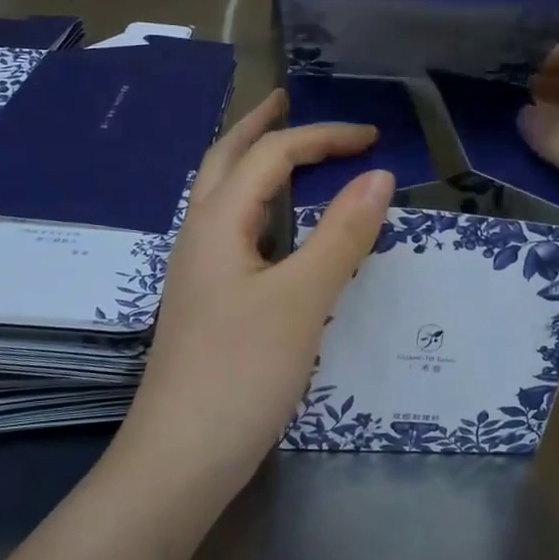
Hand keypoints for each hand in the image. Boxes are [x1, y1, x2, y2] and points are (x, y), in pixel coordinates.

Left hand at [114, 89, 393, 498]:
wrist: (180, 458)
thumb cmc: (241, 371)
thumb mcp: (302, 299)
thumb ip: (342, 234)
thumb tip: (378, 175)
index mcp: (217, 222)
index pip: (271, 154)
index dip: (323, 138)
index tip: (374, 140)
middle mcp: (199, 235)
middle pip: (225, 160)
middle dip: (259, 126)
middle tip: (288, 101)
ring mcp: (197, 270)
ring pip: (223, 196)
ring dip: (252, 163)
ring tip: (285, 152)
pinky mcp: (205, 301)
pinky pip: (232, 231)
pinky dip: (258, 206)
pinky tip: (276, 228)